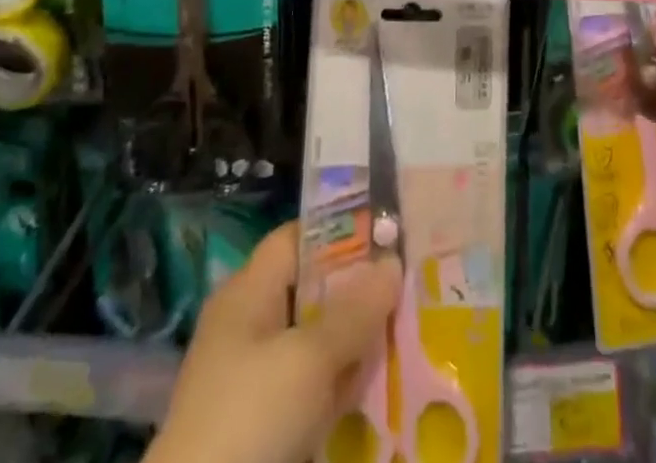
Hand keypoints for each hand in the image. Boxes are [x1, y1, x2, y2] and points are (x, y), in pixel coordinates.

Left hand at [148, 222, 400, 462]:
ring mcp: (253, 377)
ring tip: (406, 332)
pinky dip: (339, 385)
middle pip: (311, 291)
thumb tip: (393, 263)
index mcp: (247, 292)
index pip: (297, 239)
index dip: (340, 231)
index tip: (388, 234)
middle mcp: (248, 325)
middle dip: (357, 290)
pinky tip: (376, 386)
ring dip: (354, 341)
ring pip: (315, 342)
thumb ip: (355, 310)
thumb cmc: (250, 416)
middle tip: (408, 284)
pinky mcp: (261, 424)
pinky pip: (310, 388)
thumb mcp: (309, 358)